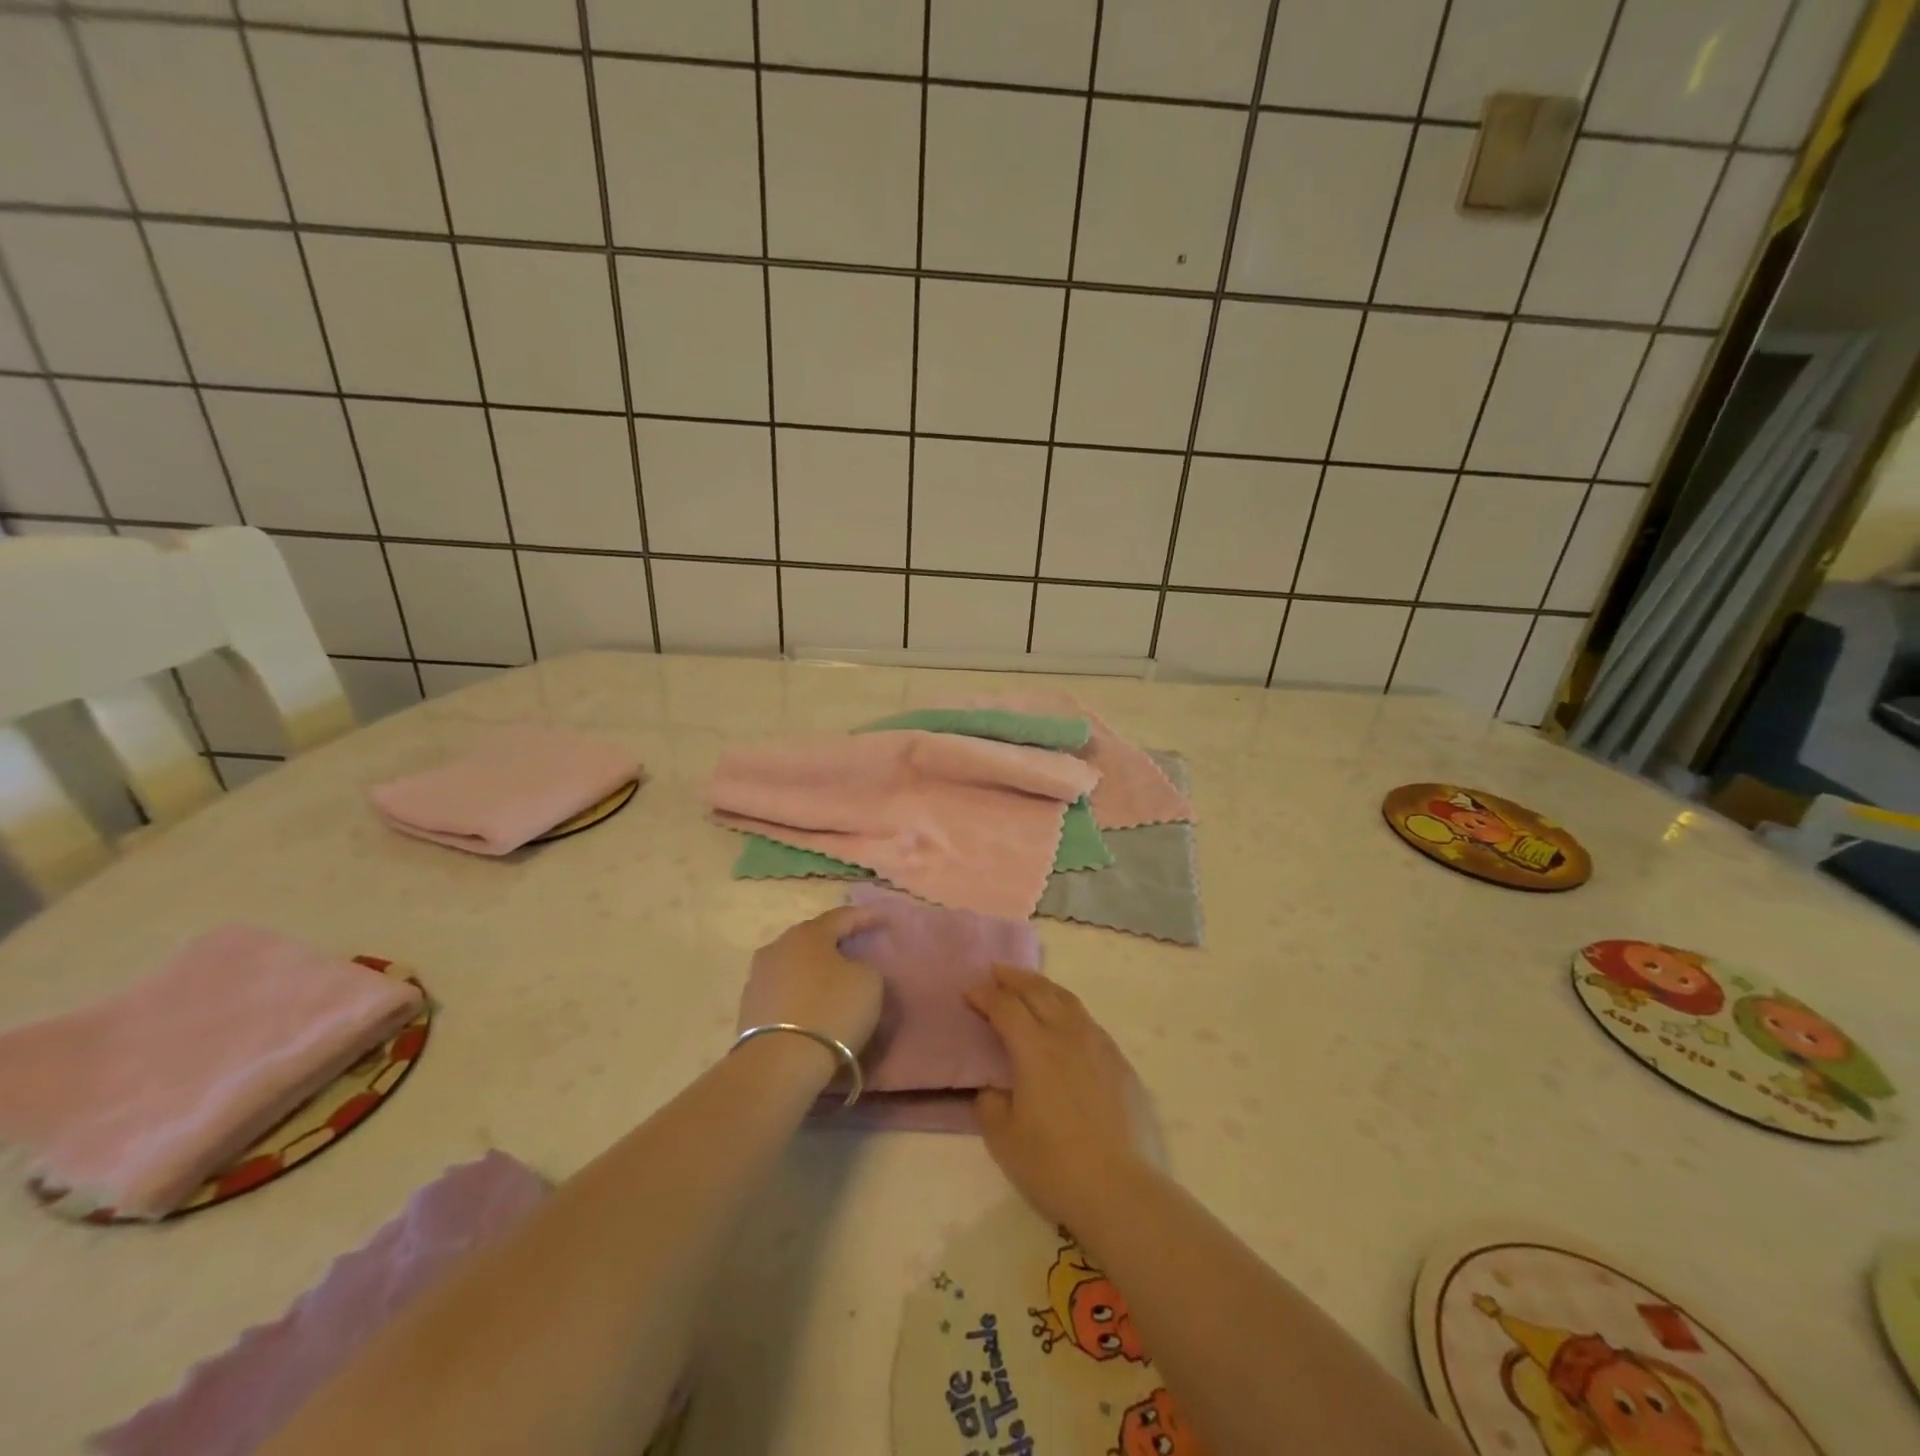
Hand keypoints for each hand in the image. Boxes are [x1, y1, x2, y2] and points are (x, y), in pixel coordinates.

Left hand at [737, 906, 885, 1055]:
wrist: (780, 1063)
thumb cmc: (832, 1011)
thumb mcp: (869, 982)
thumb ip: (865, 966)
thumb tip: (852, 968)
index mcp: (808, 934)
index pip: (842, 917)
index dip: (865, 917)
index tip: (882, 920)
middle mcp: (778, 947)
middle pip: (813, 938)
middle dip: (835, 941)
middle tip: (855, 947)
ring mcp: (758, 977)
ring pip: (795, 964)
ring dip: (814, 968)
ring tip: (833, 978)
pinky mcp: (749, 1008)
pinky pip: (783, 991)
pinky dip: (800, 993)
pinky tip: (811, 1004)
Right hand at [965, 967, 1160, 1232]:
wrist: (1121, 1189)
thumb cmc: (1054, 1165)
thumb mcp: (1004, 1139)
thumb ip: (991, 1104)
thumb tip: (994, 1087)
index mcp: (1034, 1048)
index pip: (1005, 1007)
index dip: (984, 995)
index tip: (969, 991)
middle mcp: (1067, 1034)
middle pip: (1038, 991)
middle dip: (1013, 977)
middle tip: (996, 971)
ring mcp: (1098, 1045)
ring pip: (1067, 1000)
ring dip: (1043, 987)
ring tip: (1029, 985)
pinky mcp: (1120, 1062)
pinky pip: (1088, 1021)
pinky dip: (1068, 1009)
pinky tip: (1065, 1021)